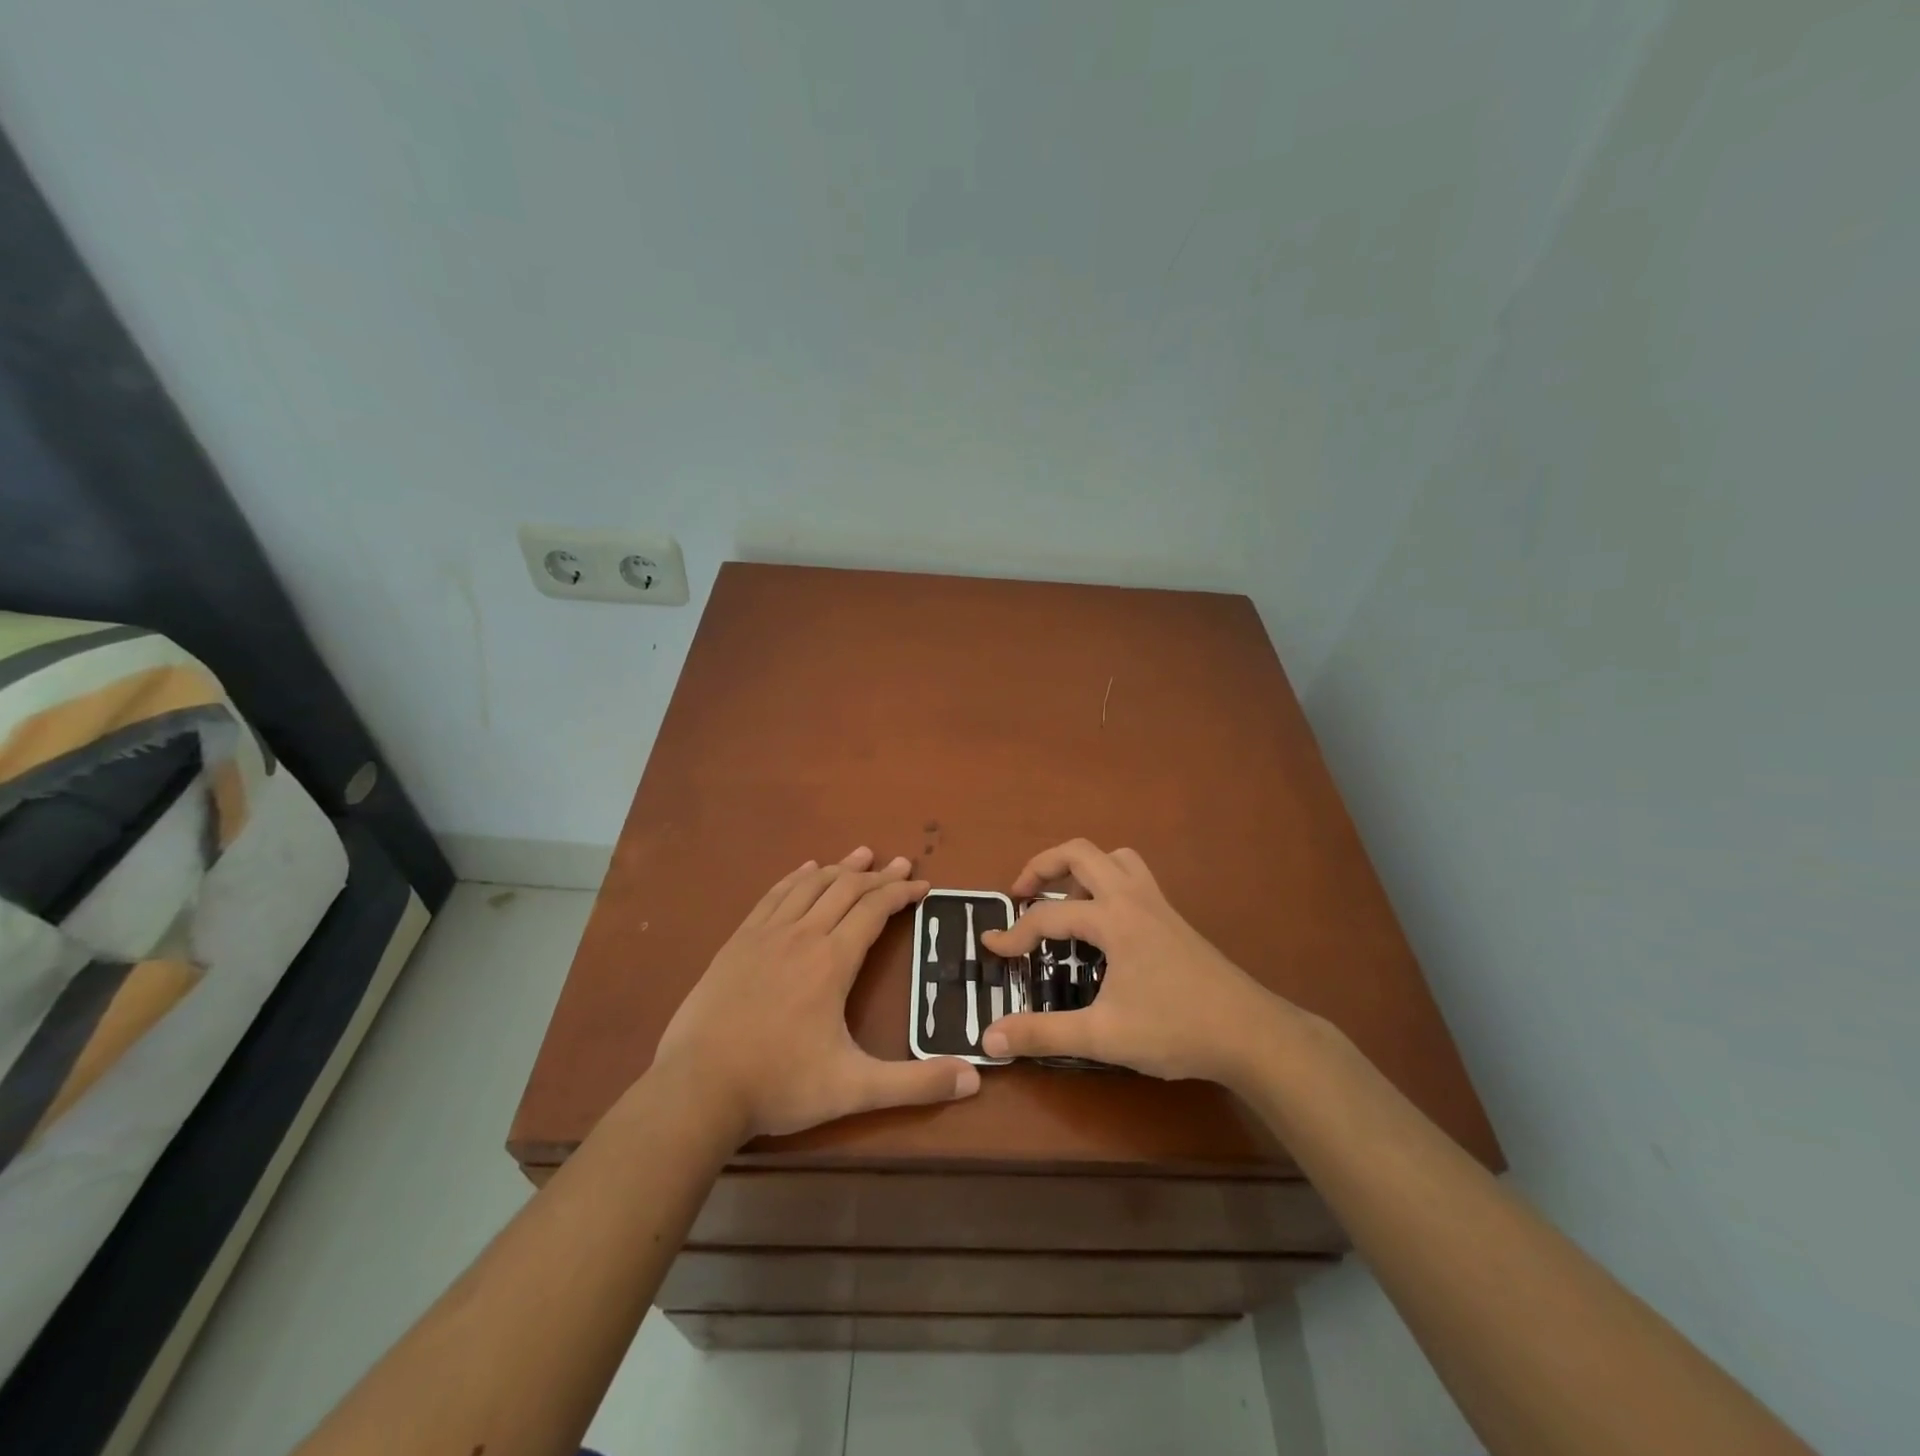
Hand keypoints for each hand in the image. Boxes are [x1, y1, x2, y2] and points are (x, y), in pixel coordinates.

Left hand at [655, 846, 980, 1141]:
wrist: (697, 1089)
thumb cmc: (779, 1085)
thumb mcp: (854, 1089)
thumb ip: (915, 1083)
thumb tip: (975, 1078)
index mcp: (832, 961)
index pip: (875, 910)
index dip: (902, 893)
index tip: (923, 885)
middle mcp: (802, 935)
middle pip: (846, 889)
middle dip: (878, 874)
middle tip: (902, 863)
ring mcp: (765, 935)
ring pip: (810, 885)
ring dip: (840, 867)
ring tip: (862, 854)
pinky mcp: (737, 942)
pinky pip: (773, 895)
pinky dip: (796, 877)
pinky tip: (804, 870)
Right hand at [978, 839, 1291, 1086]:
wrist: (1250, 1033)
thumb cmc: (1175, 1029)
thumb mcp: (1103, 1036)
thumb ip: (1043, 1033)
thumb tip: (989, 1038)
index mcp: (1113, 919)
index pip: (1049, 916)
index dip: (1014, 933)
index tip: (990, 948)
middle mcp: (1133, 898)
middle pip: (1080, 852)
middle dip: (1042, 866)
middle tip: (1021, 894)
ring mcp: (1157, 904)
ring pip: (1114, 857)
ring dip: (1081, 868)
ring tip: (1064, 900)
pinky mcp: (1172, 918)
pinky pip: (1133, 876)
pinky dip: (1107, 880)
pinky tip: (1104, 923)